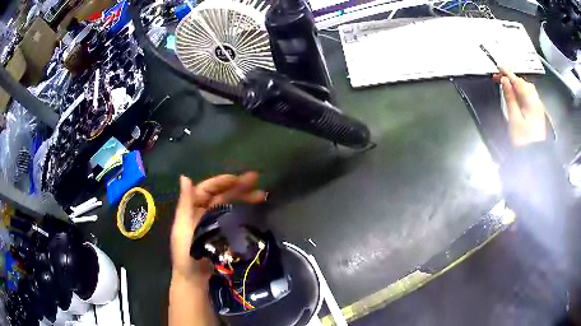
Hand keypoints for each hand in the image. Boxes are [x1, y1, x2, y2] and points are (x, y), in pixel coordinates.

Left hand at [171, 172, 265, 280]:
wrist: (195, 280)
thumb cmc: (186, 254)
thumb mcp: (183, 227)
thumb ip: (185, 203)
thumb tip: (184, 177)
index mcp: (191, 209)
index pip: (206, 189)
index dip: (220, 182)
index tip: (237, 179)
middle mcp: (202, 213)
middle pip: (220, 196)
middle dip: (237, 187)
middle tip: (256, 180)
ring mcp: (213, 224)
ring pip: (228, 206)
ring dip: (243, 198)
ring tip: (261, 195)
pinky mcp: (222, 235)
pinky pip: (232, 218)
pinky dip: (242, 212)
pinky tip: (253, 209)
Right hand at [493, 67, 546, 146]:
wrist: (534, 159)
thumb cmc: (523, 140)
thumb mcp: (514, 119)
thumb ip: (510, 98)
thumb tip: (505, 81)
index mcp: (531, 101)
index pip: (518, 82)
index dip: (508, 73)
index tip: (498, 67)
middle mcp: (536, 102)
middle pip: (524, 84)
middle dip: (513, 78)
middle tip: (500, 78)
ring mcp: (538, 108)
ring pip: (527, 90)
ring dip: (517, 85)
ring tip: (507, 85)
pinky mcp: (537, 114)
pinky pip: (529, 97)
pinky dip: (521, 92)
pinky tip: (517, 95)